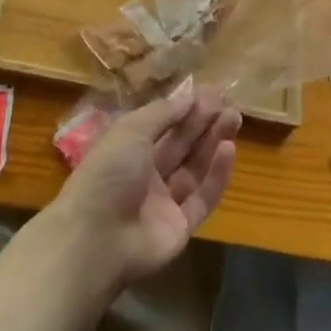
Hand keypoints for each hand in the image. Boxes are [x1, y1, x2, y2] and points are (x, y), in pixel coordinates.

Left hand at [43, 79, 239, 288]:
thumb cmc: (108, 172)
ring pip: (195, 168)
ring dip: (214, 143)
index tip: (210, 92)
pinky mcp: (180, 228)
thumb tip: (189, 97)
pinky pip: (202, 198)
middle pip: (181, 144)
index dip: (185, 108)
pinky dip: (217, 175)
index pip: (163, 124)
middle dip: (204, 122)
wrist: (96, 239)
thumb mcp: (131, 130)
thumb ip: (162, 113)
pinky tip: (229, 150)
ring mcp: (164, 202)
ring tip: (235, 118)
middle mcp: (146, 173)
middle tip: (228, 103)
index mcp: (129, 148)